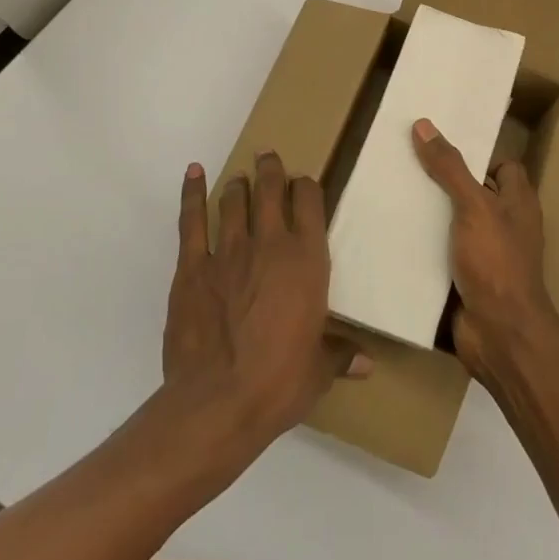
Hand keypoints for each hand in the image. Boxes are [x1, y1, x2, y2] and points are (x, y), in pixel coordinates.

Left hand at [163, 153, 370, 449]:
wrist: (218, 402)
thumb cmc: (279, 382)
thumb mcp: (318, 370)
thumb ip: (339, 355)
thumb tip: (367, 364)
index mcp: (307, 260)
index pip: (309, 202)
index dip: (306, 187)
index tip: (303, 184)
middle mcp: (270, 244)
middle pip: (270, 190)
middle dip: (271, 169)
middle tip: (269, 157)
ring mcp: (228, 252)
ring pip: (234, 201)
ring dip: (238, 184)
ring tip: (241, 178)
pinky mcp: (192, 268)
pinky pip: (192, 221)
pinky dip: (192, 194)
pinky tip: (194, 174)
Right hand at [410, 118, 558, 377]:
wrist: (499, 336)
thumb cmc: (496, 262)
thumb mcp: (473, 206)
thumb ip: (450, 167)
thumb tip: (424, 125)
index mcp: (518, 202)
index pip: (502, 166)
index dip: (477, 155)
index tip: (441, 145)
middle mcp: (505, 225)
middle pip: (473, 193)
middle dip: (444, 182)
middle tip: (406, 165)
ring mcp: (486, 255)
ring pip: (454, 224)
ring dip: (429, 216)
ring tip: (392, 195)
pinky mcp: (466, 280)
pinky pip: (442, 254)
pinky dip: (423, 247)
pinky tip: (394, 235)